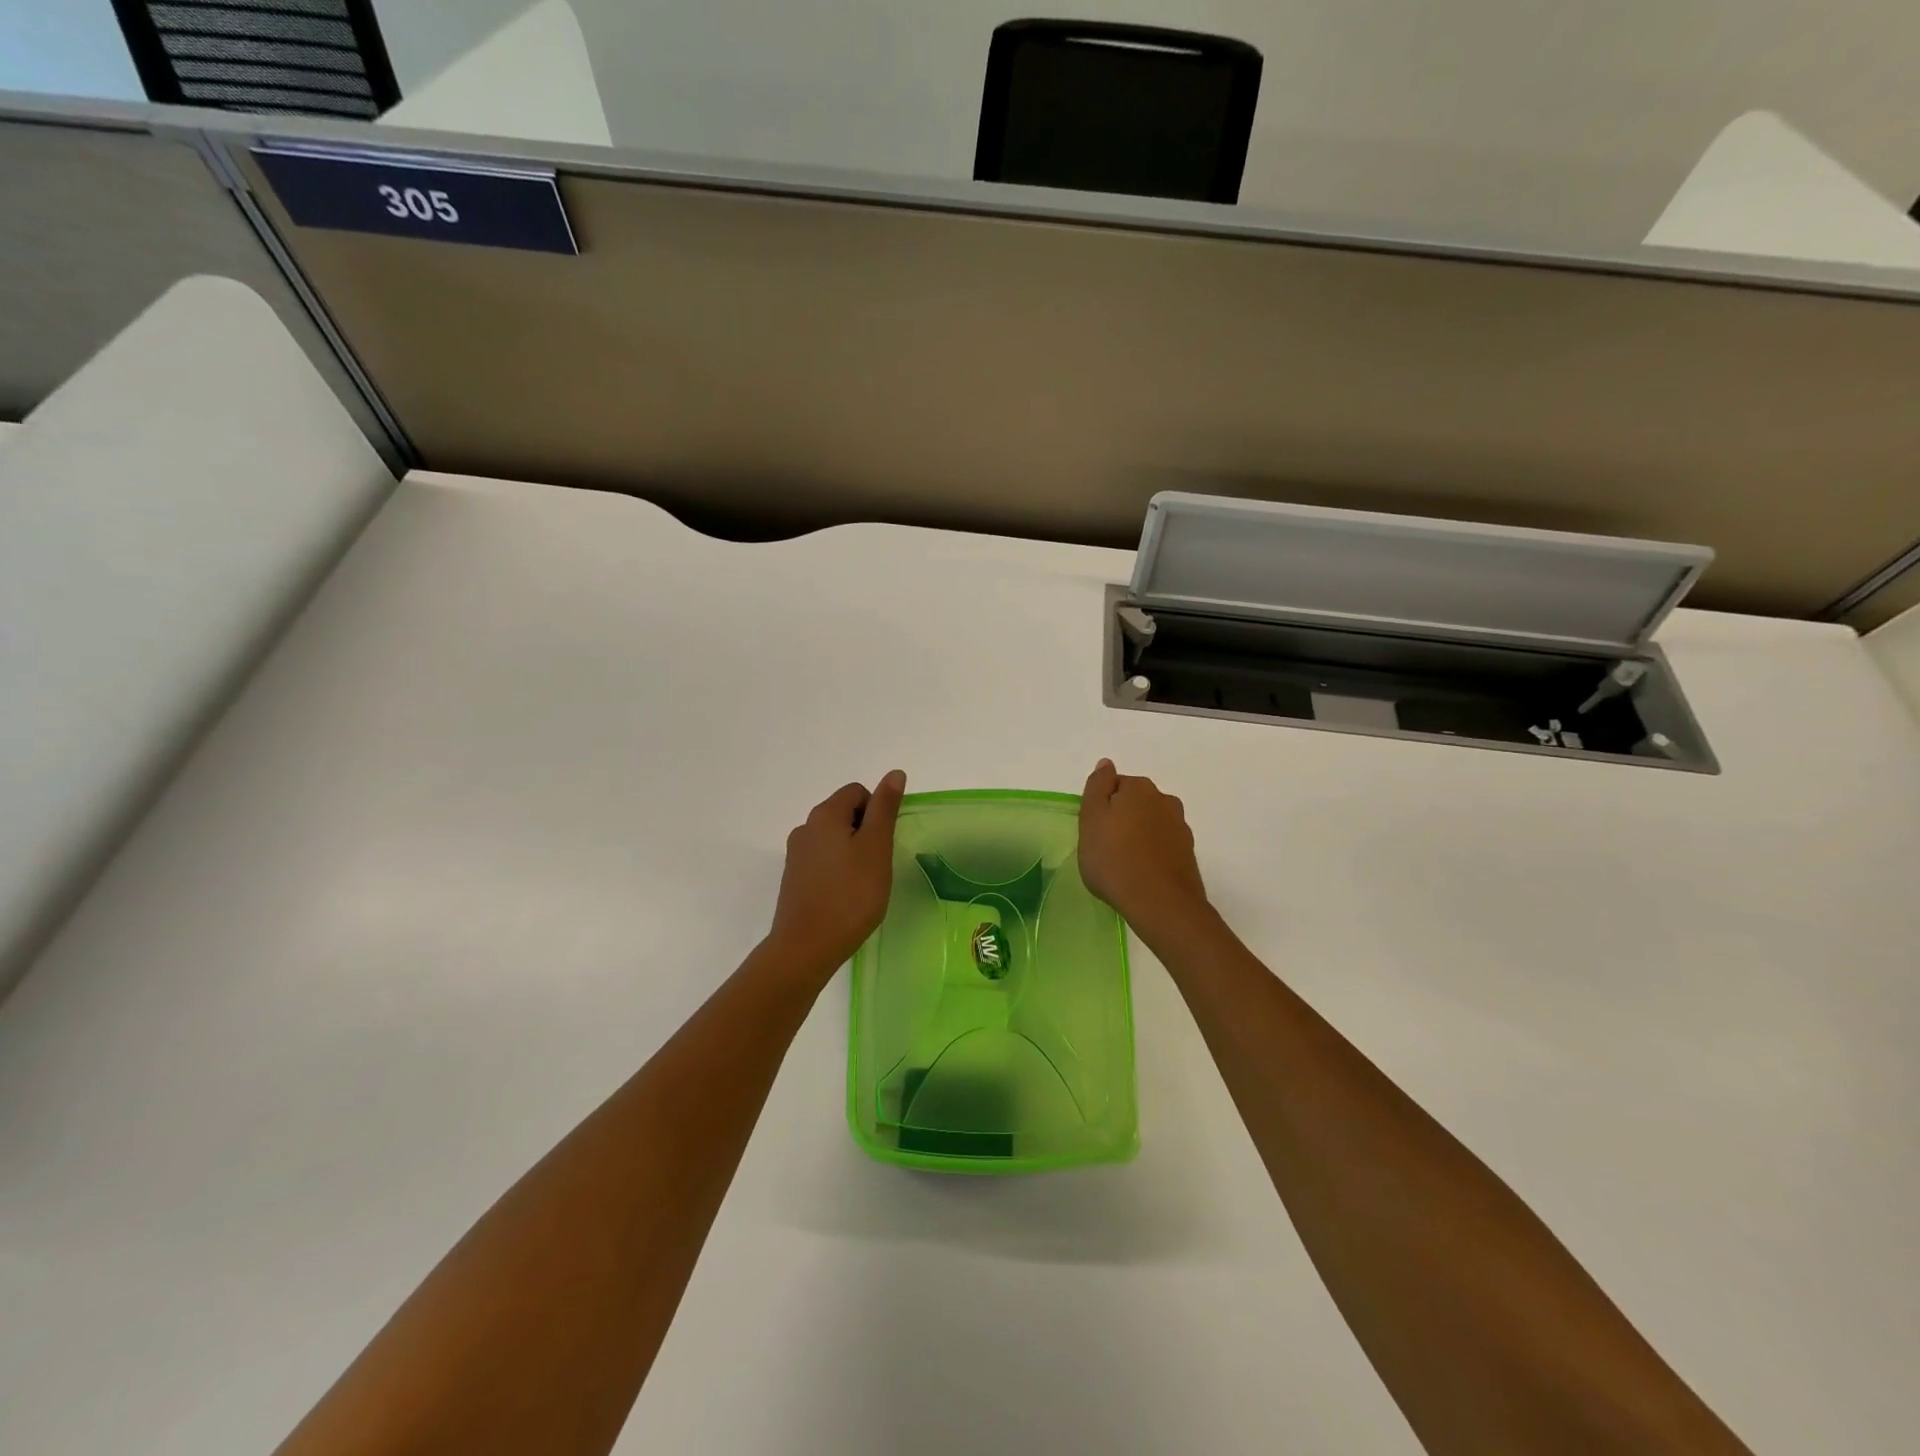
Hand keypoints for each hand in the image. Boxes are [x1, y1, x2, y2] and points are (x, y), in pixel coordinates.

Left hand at [767, 771, 905, 974]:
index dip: (878, 812)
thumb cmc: (851, 895)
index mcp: (825, 814)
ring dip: (852, 852)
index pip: (858, 792)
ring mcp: (796, 854)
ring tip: (864, 883)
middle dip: (866, 832)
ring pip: (833, 838)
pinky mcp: (793, 878)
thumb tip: (894, 773)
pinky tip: (845, 896)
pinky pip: (822, 860)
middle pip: (844, 813)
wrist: (806, 947)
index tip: (885, 843)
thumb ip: (885, 808)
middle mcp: (806, 827)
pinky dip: (838, 870)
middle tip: (878, 864)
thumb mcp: (876, 847)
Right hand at [1078, 760, 1210, 933]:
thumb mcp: (1091, 819)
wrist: (1160, 904)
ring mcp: (1180, 827)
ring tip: (1123, 863)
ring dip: (1137, 835)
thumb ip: (1097, 787)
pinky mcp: (1188, 853)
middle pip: (1134, 803)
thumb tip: (1106, 764)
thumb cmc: (1115, 859)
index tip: (1092, 829)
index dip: (1100, 806)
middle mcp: (1164, 800)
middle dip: (1121, 818)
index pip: (1113, 785)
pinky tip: (1141, 873)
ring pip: (1150, 823)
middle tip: (1104, 847)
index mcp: (1139, 788)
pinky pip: (1162, 845)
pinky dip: (1152, 852)